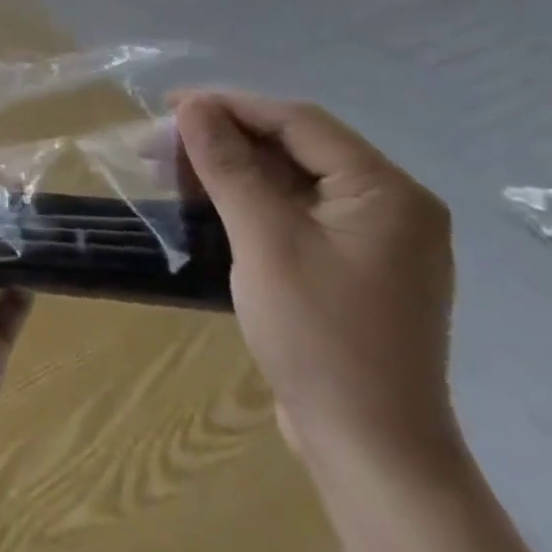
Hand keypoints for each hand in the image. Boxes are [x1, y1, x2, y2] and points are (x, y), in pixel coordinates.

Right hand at [171, 90, 458, 474]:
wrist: (368, 446)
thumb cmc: (318, 334)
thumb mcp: (264, 239)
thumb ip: (228, 165)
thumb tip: (192, 105)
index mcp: (386, 192)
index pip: (298, 121)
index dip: (228, 106)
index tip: (167, 107)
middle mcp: (391, 205)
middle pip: (296, 145)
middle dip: (224, 137)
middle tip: (160, 144)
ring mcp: (375, 239)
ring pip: (291, 178)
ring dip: (230, 167)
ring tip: (171, 171)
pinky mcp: (354, 265)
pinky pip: (296, 210)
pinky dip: (249, 199)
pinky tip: (206, 204)